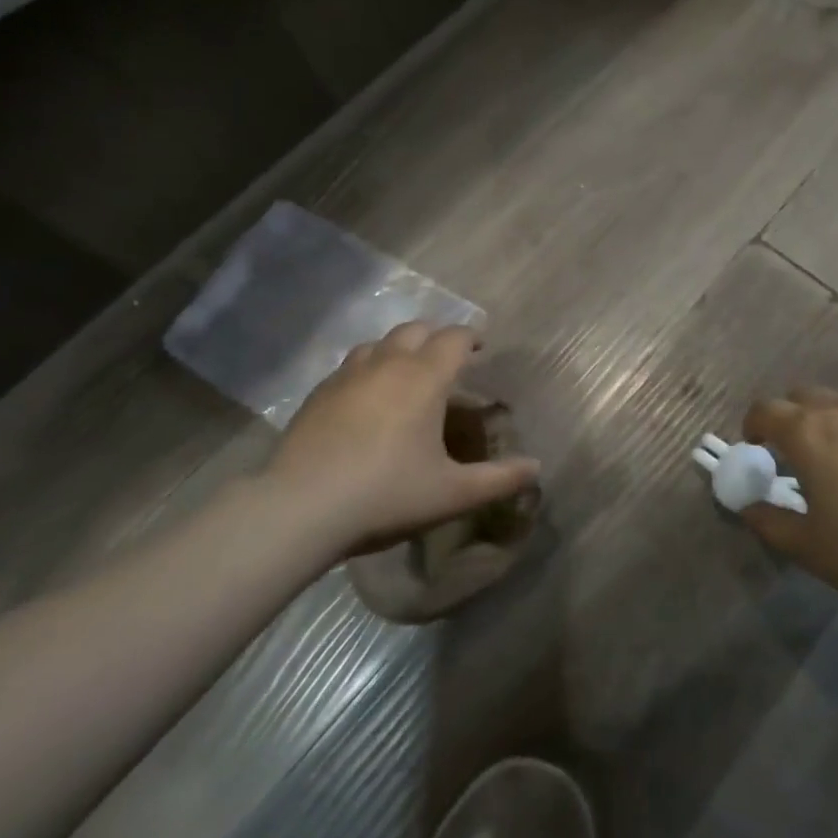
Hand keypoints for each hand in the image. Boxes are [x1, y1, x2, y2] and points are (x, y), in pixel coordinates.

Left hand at [265, 322, 539, 554]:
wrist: (301, 508)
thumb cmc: (386, 494)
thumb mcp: (451, 494)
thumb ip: (499, 479)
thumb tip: (536, 468)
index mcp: (424, 377)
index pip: (454, 338)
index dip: (471, 337)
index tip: (480, 347)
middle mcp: (387, 363)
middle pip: (416, 329)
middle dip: (436, 337)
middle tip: (447, 360)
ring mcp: (348, 375)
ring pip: (379, 343)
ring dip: (399, 348)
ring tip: (406, 373)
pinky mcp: (318, 393)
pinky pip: (350, 366)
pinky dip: (368, 369)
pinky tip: (365, 398)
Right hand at [739, 388, 837, 622]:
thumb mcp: (812, 549)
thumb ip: (770, 523)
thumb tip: (747, 507)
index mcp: (808, 433)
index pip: (764, 409)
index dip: (753, 426)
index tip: (755, 451)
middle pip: (801, 397)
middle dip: (788, 419)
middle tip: (793, 457)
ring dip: (826, 423)